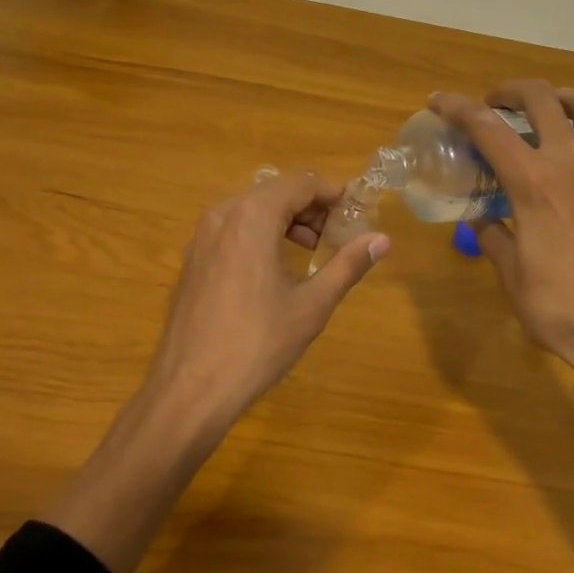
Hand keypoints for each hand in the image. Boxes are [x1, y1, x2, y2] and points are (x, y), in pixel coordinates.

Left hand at [145, 171, 389, 428]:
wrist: (190, 388)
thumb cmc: (257, 343)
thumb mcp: (312, 305)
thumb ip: (348, 265)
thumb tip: (383, 240)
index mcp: (252, 216)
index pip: (300, 184)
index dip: (332, 192)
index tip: (356, 210)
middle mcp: (223, 214)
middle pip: (275, 191)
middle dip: (310, 206)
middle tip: (337, 233)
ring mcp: (202, 236)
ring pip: (251, 209)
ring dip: (284, 219)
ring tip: (311, 249)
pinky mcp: (192, 258)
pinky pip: (232, 228)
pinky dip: (259, 233)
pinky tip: (274, 266)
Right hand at [431, 82, 573, 389]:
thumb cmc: (561, 310)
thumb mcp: (510, 274)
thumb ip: (492, 234)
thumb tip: (481, 216)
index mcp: (533, 183)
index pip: (486, 127)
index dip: (456, 107)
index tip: (438, 101)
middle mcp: (573, 163)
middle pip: (541, 98)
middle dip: (511, 91)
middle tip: (497, 105)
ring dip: (565, 99)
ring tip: (552, 112)